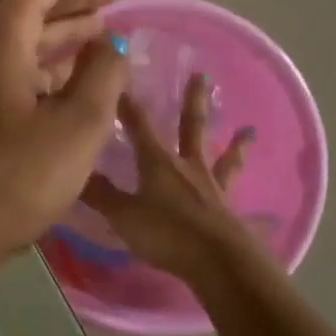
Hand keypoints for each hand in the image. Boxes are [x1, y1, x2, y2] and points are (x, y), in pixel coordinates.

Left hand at [0, 0, 135, 275]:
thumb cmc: (10, 177)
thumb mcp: (76, 125)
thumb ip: (104, 75)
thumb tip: (111, 45)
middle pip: (30, 0)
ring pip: (18, 36)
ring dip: (62, 31)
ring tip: (104, 32)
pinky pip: (6, 68)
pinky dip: (42, 64)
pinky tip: (68, 78)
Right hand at [81, 73, 259, 284]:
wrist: (218, 260)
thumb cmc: (166, 233)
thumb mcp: (124, 215)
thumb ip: (100, 194)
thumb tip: (74, 172)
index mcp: (158, 162)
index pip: (139, 124)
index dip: (128, 104)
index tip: (122, 79)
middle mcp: (188, 166)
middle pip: (191, 127)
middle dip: (193, 101)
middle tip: (202, 74)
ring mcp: (212, 187)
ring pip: (223, 157)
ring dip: (236, 143)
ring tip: (250, 129)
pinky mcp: (228, 209)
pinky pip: (236, 191)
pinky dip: (245, 190)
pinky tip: (260, 196)